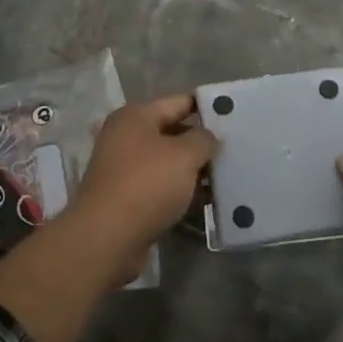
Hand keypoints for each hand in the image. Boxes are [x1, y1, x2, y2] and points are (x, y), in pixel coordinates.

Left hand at [65, 93, 218, 281]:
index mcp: (135, 117)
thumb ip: (204, 139)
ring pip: (169, 164)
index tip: (234, 114)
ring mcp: (125, 170)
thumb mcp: (184, 155)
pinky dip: (182, 192)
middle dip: (202, 143)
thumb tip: (209, 138)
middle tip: (236, 149)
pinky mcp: (128, 199)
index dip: (206, 107)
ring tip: (228, 176)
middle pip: (174, 133)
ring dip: (195, 171)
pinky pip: (163, 188)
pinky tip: (208, 201)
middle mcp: (126, 138)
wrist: (107, 239)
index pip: (179, 102)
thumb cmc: (146, 184)